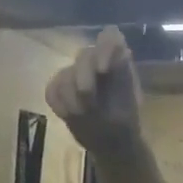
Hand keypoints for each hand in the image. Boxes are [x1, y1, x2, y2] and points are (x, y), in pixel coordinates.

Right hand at [45, 27, 144, 157]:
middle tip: (88, 101)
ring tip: (82, 114)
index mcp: (118, 61)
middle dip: (84, 77)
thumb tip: (122, 51)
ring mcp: (76, 74)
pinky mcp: (60, 89)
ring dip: (71, 96)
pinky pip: (52, 88)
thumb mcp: (130, 103)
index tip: (104, 71)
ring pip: (65, 73)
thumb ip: (124, 75)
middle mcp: (96, 62)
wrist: (111, 145)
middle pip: (84, 54)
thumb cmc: (125, 124)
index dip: (104, 48)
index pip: (110, 37)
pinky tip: (68, 114)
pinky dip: (59, 103)